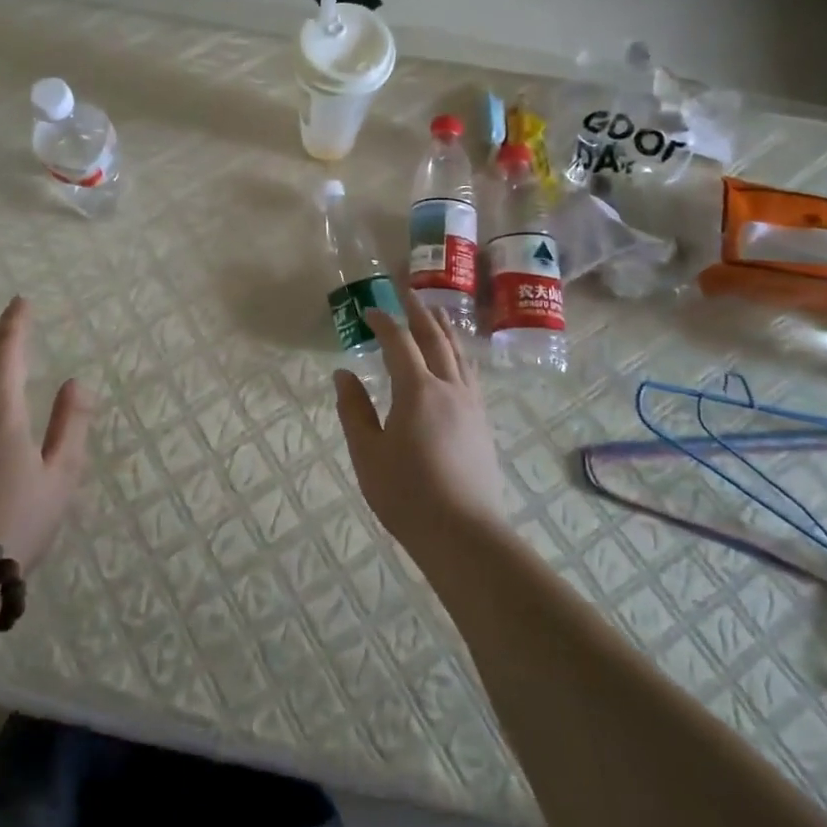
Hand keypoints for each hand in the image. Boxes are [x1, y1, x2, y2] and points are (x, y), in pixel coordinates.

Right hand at [333, 287, 505, 557]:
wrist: (463, 533)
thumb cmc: (406, 493)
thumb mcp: (367, 452)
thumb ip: (354, 409)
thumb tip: (343, 374)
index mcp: (417, 390)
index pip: (399, 342)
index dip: (383, 322)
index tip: (368, 310)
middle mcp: (449, 387)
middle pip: (435, 339)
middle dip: (419, 313)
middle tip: (407, 293)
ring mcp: (471, 405)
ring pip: (459, 354)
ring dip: (444, 329)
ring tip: (436, 312)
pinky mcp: (482, 423)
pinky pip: (470, 374)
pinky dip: (460, 355)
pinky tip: (457, 360)